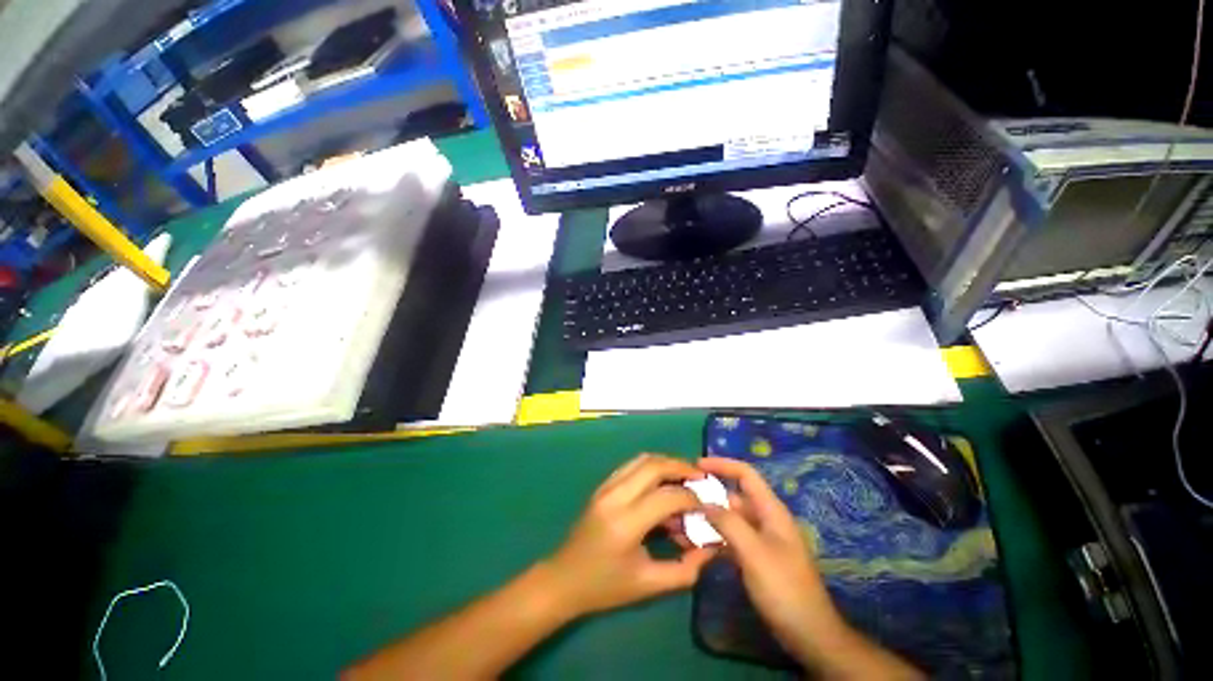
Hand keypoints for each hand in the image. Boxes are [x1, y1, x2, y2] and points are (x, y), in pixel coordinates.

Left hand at [543, 454, 718, 617]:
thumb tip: (712, 547)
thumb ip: (685, 569)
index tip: (708, 505)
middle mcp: (615, 496)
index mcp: (626, 523)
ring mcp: (606, 487)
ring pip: (642, 459)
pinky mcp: (602, 485)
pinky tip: (662, 480)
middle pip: (654, 466)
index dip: (692, 498)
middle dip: (681, 467)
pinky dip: (651, 466)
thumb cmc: (605, 587)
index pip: (667, 496)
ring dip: (666, 463)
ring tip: (685, 476)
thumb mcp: (648, 585)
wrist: (563, 579)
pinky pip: (630, 465)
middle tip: (700, 477)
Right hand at [697, 457, 846, 667]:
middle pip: (732, 497)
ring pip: (727, 520)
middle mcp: (763, 520)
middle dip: (706, 496)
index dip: (722, 465)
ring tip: (678, 524)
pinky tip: (690, 544)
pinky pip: (727, 539)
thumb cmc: (784, 588)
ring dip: (704, 519)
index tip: (696, 465)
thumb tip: (704, 503)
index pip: (746, 475)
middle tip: (677, 499)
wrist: (807, 634)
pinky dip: (710, 538)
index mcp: (770, 510)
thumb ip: (729, 523)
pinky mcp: (752, 558)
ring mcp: (757, 540)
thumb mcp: (755, 553)